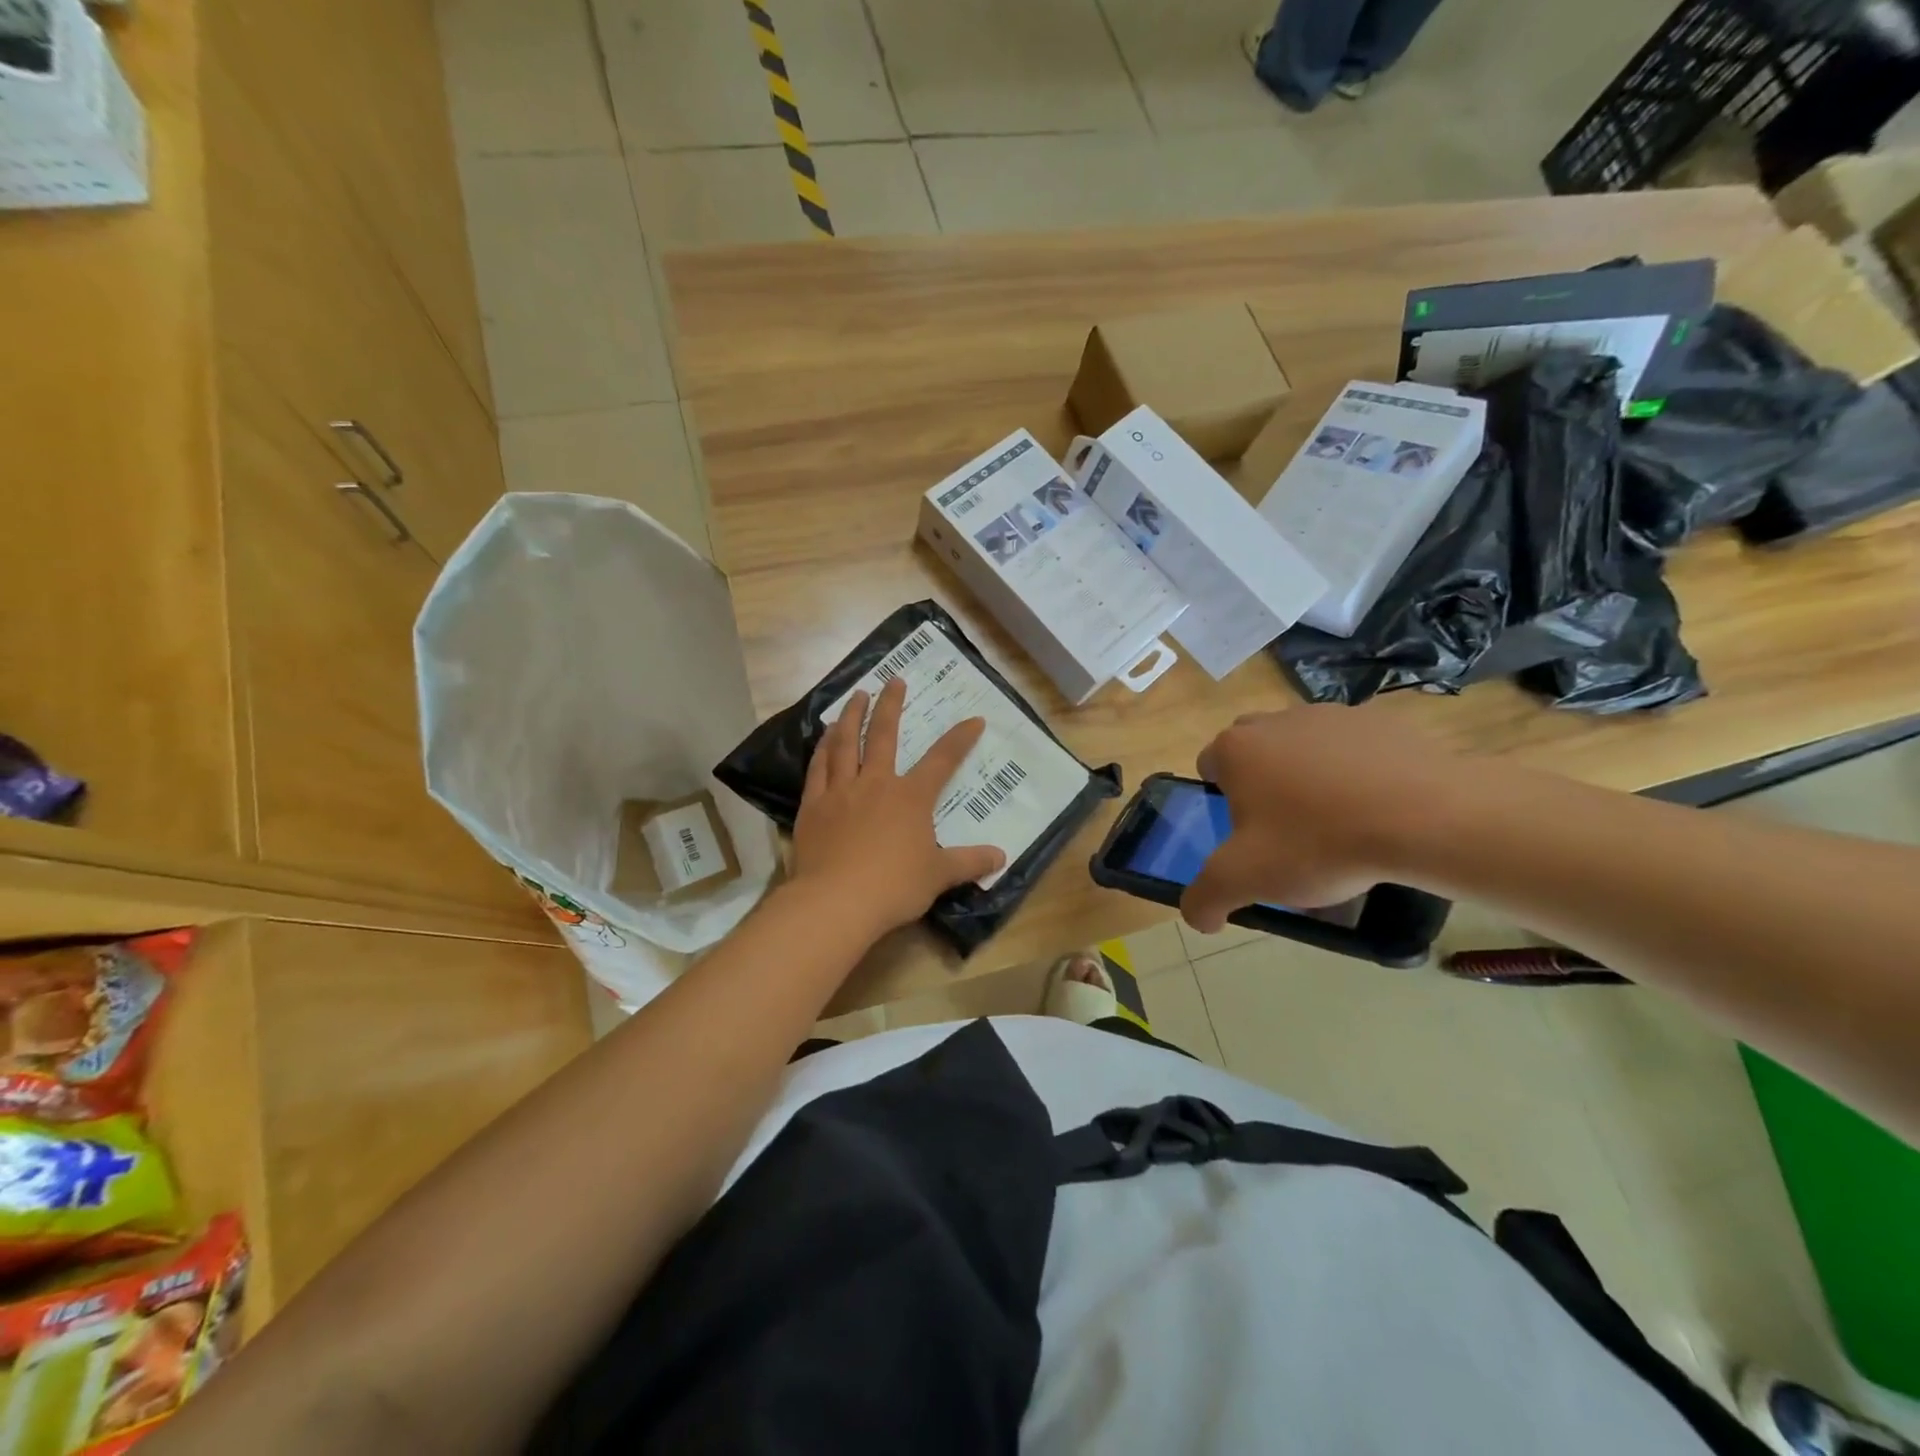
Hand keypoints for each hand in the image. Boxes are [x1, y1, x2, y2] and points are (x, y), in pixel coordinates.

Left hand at [791, 676, 1005, 938]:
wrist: (837, 901)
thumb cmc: (894, 886)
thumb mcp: (939, 875)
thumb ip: (969, 862)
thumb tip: (1002, 857)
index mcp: (911, 797)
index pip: (942, 760)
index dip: (960, 739)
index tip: (974, 720)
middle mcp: (876, 783)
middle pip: (884, 735)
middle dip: (891, 705)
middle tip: (893, 681)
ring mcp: (841, 791)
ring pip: (845, 744)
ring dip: (852, 716)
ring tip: (856, 696)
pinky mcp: (813, 805)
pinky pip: (818, 768)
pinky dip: (822, 748)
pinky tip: (823, 737)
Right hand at [1182, 705, 1471, 931]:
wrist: (1425, 818)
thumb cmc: (1318, 843)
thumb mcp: (1246, 881)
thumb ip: (1205, 899)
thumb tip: (1198, 917)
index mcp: (1236, 749)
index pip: (1209, 767)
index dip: (1222, 802)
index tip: (1247, 834)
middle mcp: (1275, 720)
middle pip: (1254, 751)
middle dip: (1262, 782)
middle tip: (1286, 828)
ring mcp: (1331, 714)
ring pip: (1303, 745)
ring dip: (1309, 775)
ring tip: (1339, 822)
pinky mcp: (1381, 720)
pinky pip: (1353, 747)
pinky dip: (1356, 770)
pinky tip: (1377, 808)